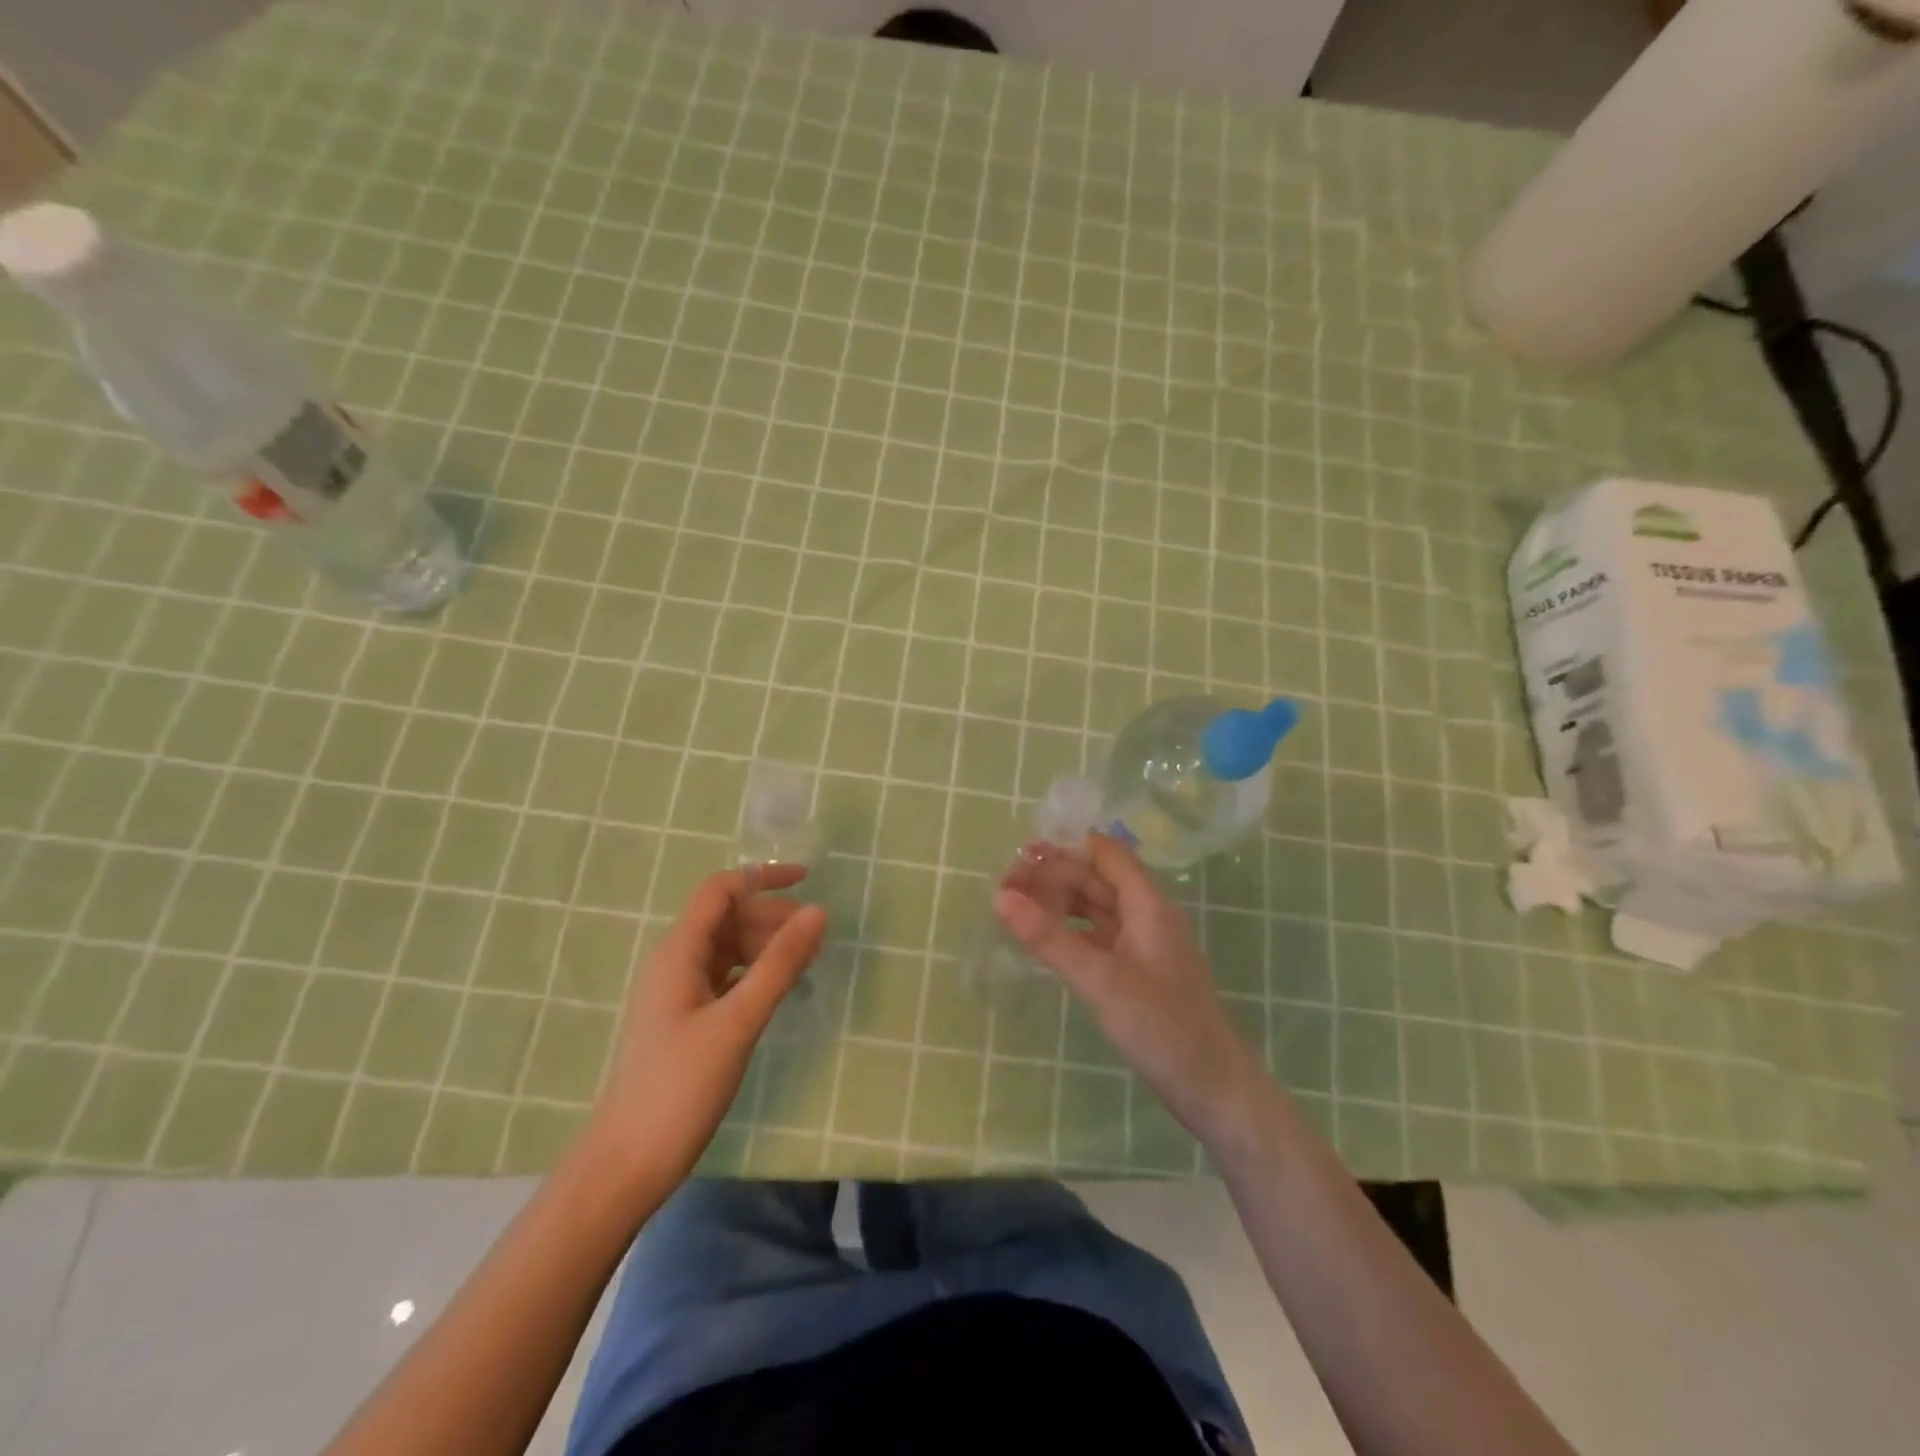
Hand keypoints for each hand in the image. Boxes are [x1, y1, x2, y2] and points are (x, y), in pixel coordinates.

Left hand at [588, 866, 826, 1186]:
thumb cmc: (679, 1086)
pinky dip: (755, 972)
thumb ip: (779, 965)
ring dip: (765, 945)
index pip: (720, 890)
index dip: (762, 878)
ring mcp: (678, 993)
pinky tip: (779, 990)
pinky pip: (726, 977)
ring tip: (806, 961)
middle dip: (771, 915)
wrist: (626, 1164)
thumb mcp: (738, 1021)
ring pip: (727, 948)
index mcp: (679, 952)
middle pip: (727, 917)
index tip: (808, 881)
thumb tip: (818, 912)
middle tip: (815, 935)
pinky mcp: (686, 1020)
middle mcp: (675, 963)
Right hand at [996, 835, 1261, 1136]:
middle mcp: (1146, 913)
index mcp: (1147, 903)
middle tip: (1004, 889)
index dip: (1064, 847)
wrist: (1211, 1088)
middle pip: (1095, 877)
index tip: (1020, 856)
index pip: (1104, 852)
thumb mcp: (1099, 980)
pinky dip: (1068, 930)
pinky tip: (1042, 939)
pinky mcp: (1135, 968)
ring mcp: (1141, 942)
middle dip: (1052, 876)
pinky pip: (1096, 934)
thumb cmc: (1161, 1027)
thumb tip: (1000, 897)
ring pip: (1094, 906)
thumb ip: (1049, 938)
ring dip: (1057, 902)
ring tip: (1014, 909)